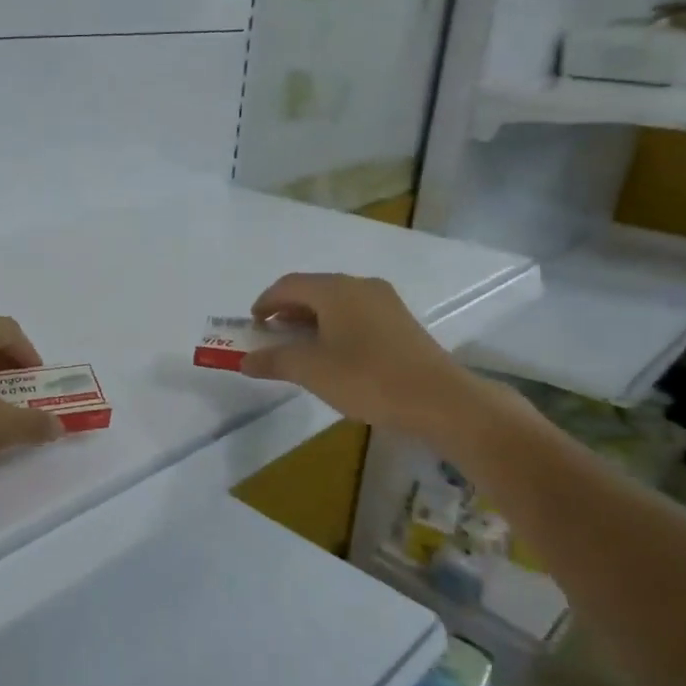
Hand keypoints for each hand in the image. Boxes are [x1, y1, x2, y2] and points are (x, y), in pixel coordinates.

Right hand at [238, 273, 493, 439]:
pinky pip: (356, 315)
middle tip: (272, 336)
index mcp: (335, 289)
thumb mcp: (311, 370)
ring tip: (300, 348)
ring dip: (312, 320)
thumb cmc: (367, 378)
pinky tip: (334, 355)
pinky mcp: (401, 323)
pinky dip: (335, 327)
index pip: (289, 285)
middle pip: (313, 290)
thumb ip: (275, 361)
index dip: (266, 302)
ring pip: (336, 303)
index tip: (253, 325)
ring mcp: (385, 303)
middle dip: (288, 311)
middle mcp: (360, 286)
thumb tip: (246, 360)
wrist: (439, 400)